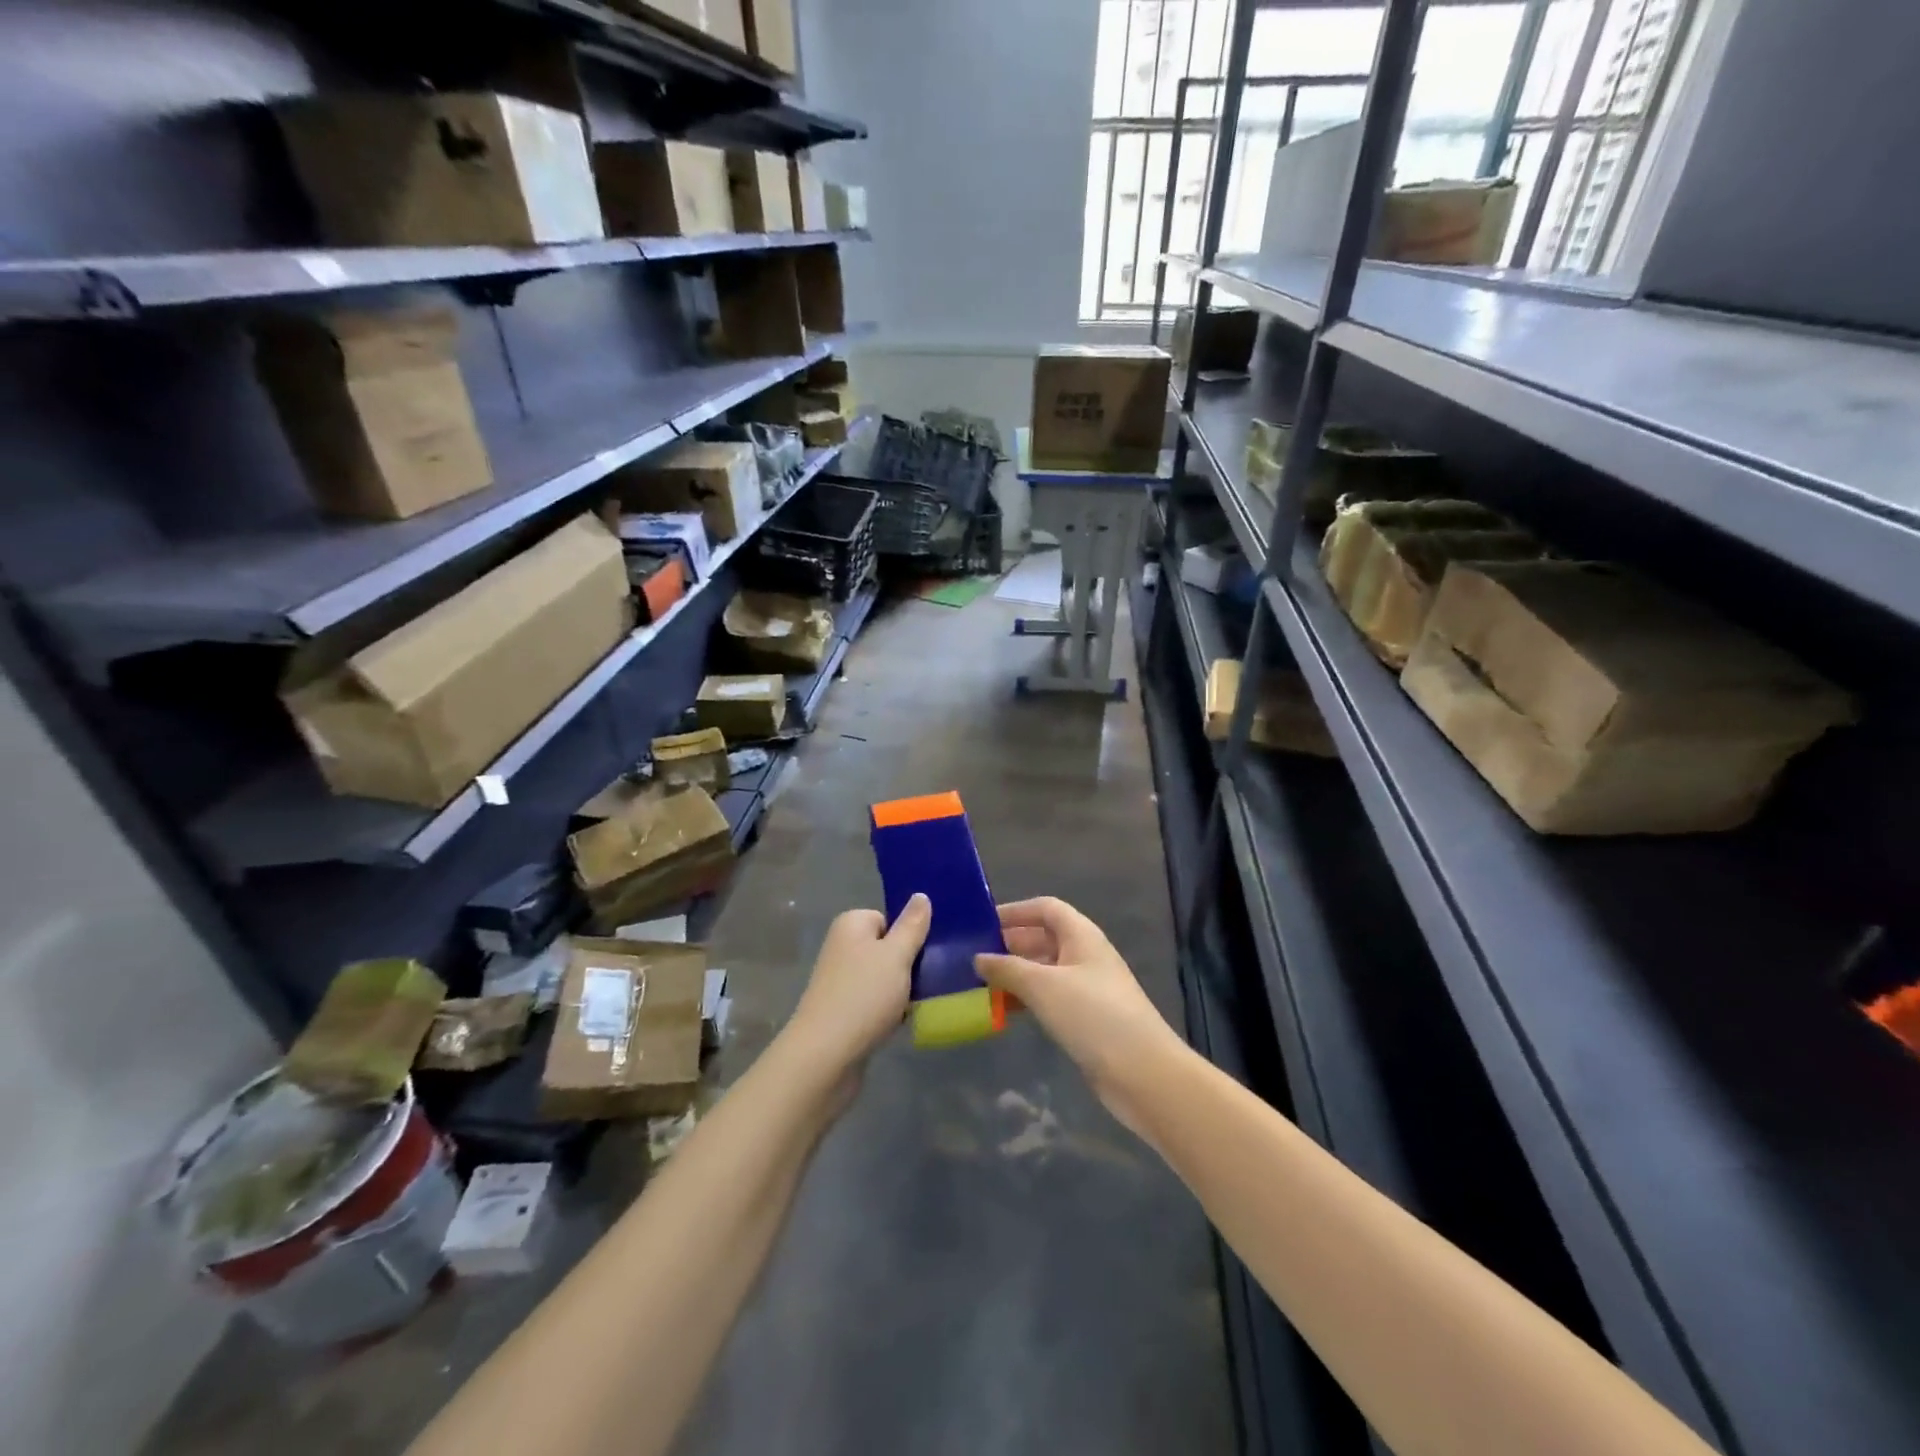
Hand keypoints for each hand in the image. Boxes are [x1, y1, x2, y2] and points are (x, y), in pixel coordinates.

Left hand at [783, 895, 931, 1080]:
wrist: (825, 1055)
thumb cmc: (864, 995)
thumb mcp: (897, 955)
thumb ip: (912, 925)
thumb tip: (921, 895)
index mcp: (851, 925)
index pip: (889, 918)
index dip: (909, 936)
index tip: (925, 955)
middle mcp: (842, 947)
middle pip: (887, 947)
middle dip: (908, 964)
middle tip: (930, 980)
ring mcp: (841, 981)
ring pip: (884, 977)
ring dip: (902, 990)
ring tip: (918, 1004)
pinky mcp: (843, 1011)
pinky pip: (876, 1002)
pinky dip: (890, 1010)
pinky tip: (903, 1023)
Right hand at [975, 897, 1186, 1137]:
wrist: (1143, 1073)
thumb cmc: (1093, 1015)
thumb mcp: (1043, 986)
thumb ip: (1007, 968)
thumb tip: (978, 958)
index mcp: (1082, 935)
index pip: (1046, 908)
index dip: (1015, 911)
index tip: (982, 924)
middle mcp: (1086, 955)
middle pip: (1044, 938)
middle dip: (1010, 945)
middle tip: (973, 958)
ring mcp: (1088, 987)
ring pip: (1045, 970)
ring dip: (1016, 975)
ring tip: (981, 985)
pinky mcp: (1087, 1017)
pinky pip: (1051, 997)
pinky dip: (1028, 999)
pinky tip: (1005, 1011)